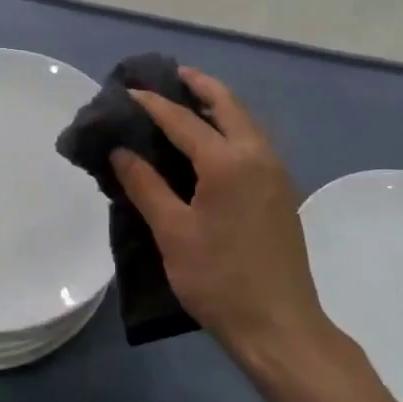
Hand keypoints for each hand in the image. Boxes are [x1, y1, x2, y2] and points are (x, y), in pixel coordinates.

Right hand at [111, 68, 324, 362]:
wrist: (279, 325)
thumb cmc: (219, 279)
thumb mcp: (173, 232)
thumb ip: (145, 185)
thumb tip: (121, 150)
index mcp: (228, 161)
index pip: (183, 120)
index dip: (153, 103)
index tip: (128, 90)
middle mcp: (258, 155)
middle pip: (227, 104)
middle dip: (197, 85)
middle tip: (168, 76)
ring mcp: (276, 172)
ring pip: (245, 121)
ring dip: (217, 105)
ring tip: (186, 102)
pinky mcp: (281, 191)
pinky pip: (253, 141)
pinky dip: (230, 127)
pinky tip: (210, 143)